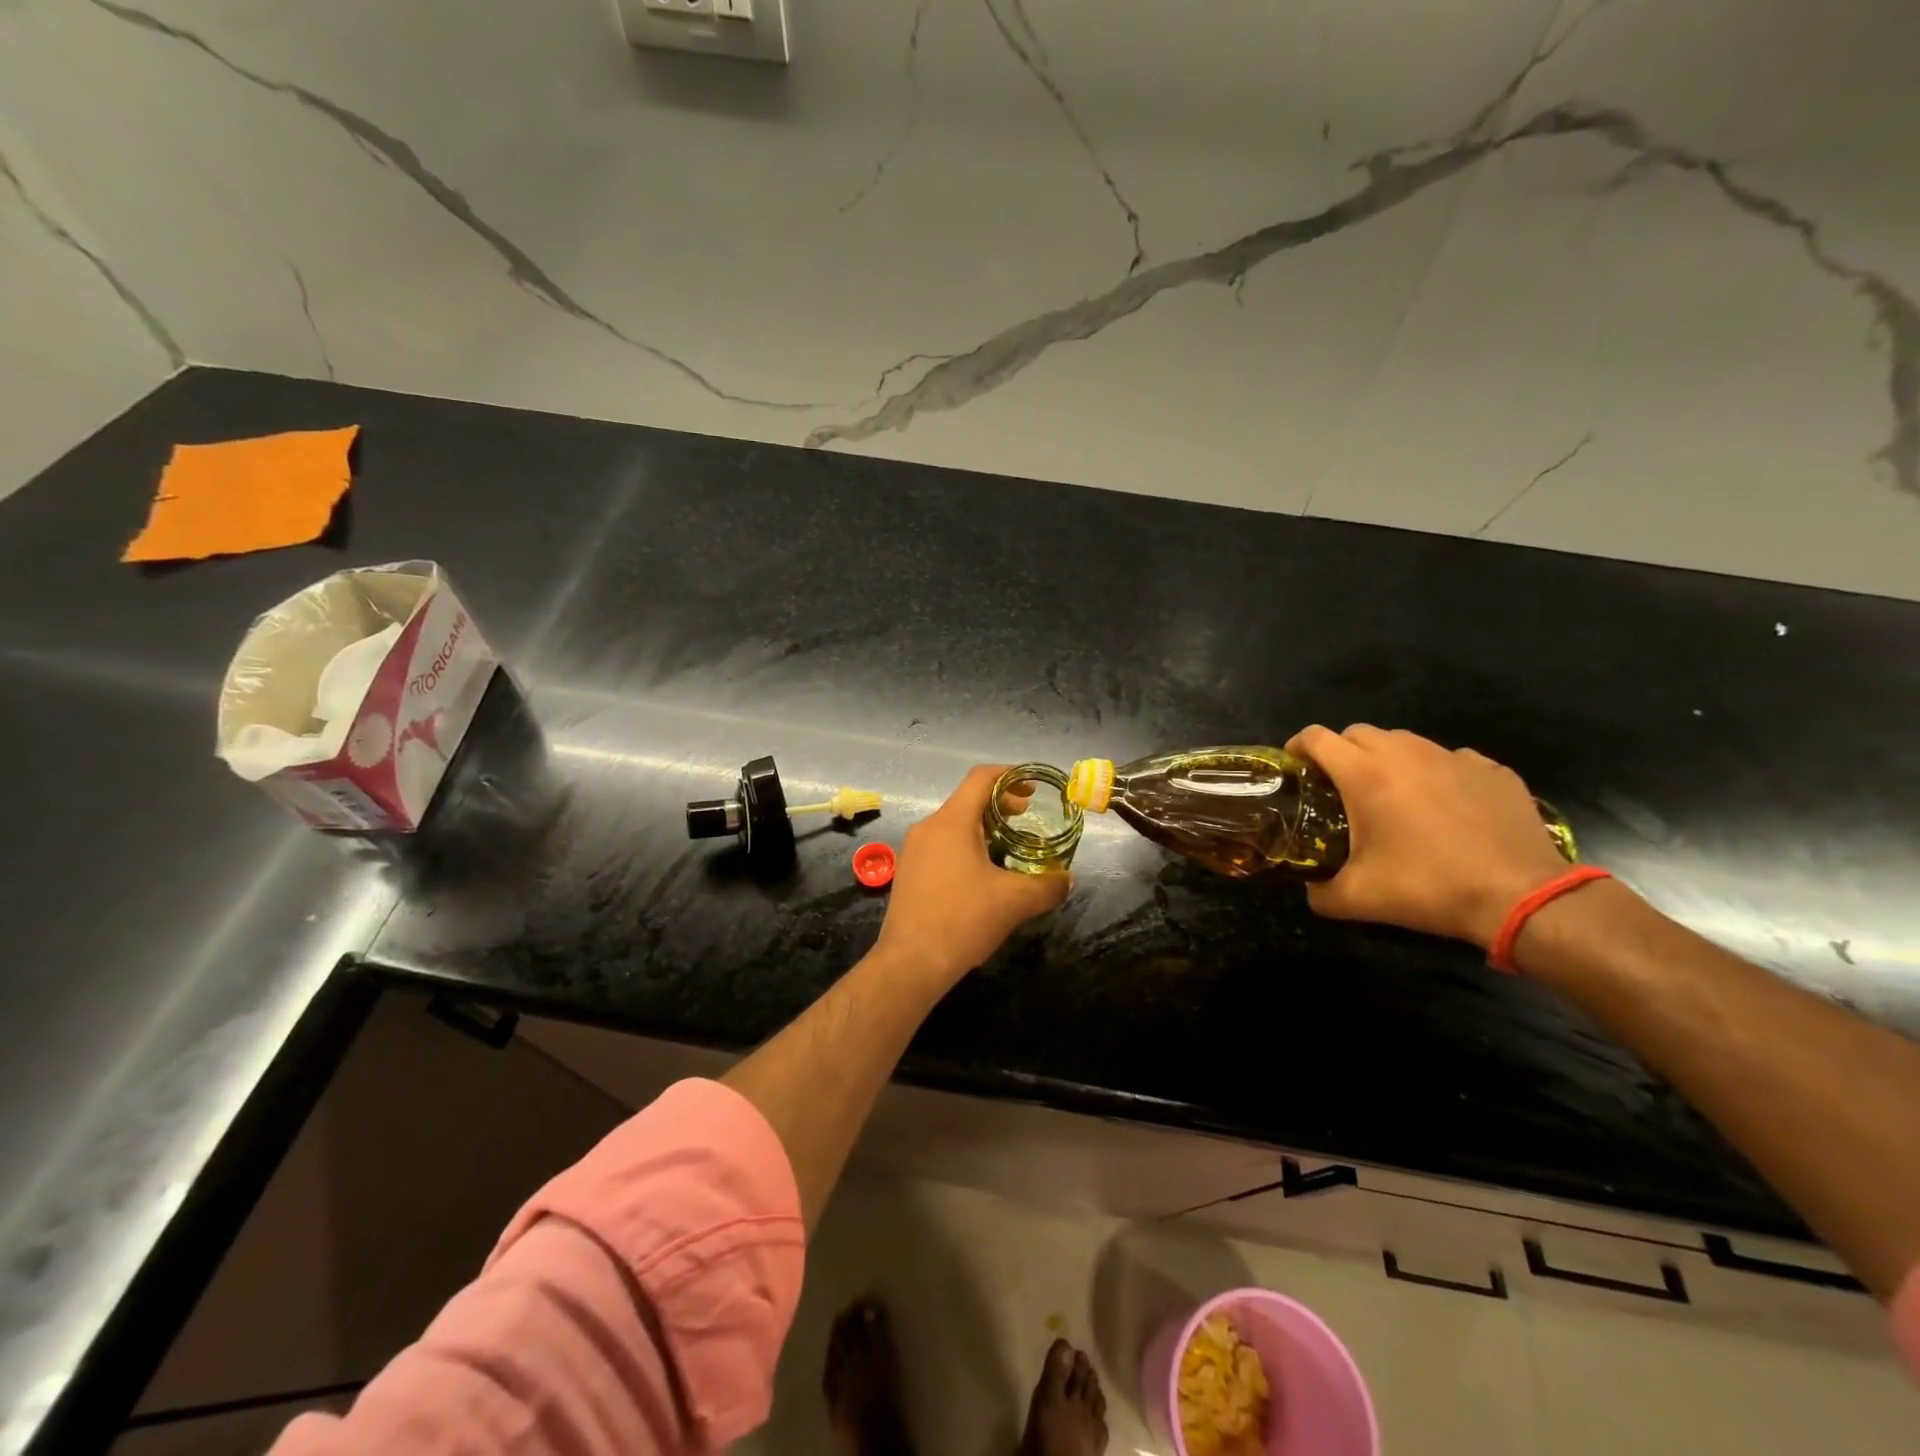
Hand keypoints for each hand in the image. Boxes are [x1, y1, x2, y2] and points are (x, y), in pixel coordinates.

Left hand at [874, 765, 1071, 985]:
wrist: (910, 963)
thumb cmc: (963, 920)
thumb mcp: (1015, 902)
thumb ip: (1047, 885)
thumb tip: (1068, 879)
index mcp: (952, 822)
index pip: (981, 778)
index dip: (1010, 775)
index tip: (1033, 788)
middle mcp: (928, 827)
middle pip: (967, 799)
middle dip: (1000, 803)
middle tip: (1026, 817)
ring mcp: (914, 850)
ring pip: (953, 823)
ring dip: (983, 827)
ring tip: (1008, 847)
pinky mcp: (909, 872)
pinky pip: (941, 845)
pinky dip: (965, 845)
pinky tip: (982, 874)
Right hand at [1285, 724, 1569, 948]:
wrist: (1521, 896)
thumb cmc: (1429, 888)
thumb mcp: (1358, 899)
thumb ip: (1319, 892)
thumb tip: (1310, 889)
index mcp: (1365, 775)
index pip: (1316, 738)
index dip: (1297, 747)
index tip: (1295, 767)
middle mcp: (1406, 754)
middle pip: (1358, 732)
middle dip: (1341, 752)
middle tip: (1340, 786)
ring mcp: (1453, 758)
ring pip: (1405, 741)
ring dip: (1388, 759)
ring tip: (1394, 794)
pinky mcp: (1492, 770)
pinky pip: (1451, 760)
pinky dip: (1436, 774)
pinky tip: (1445, 806)